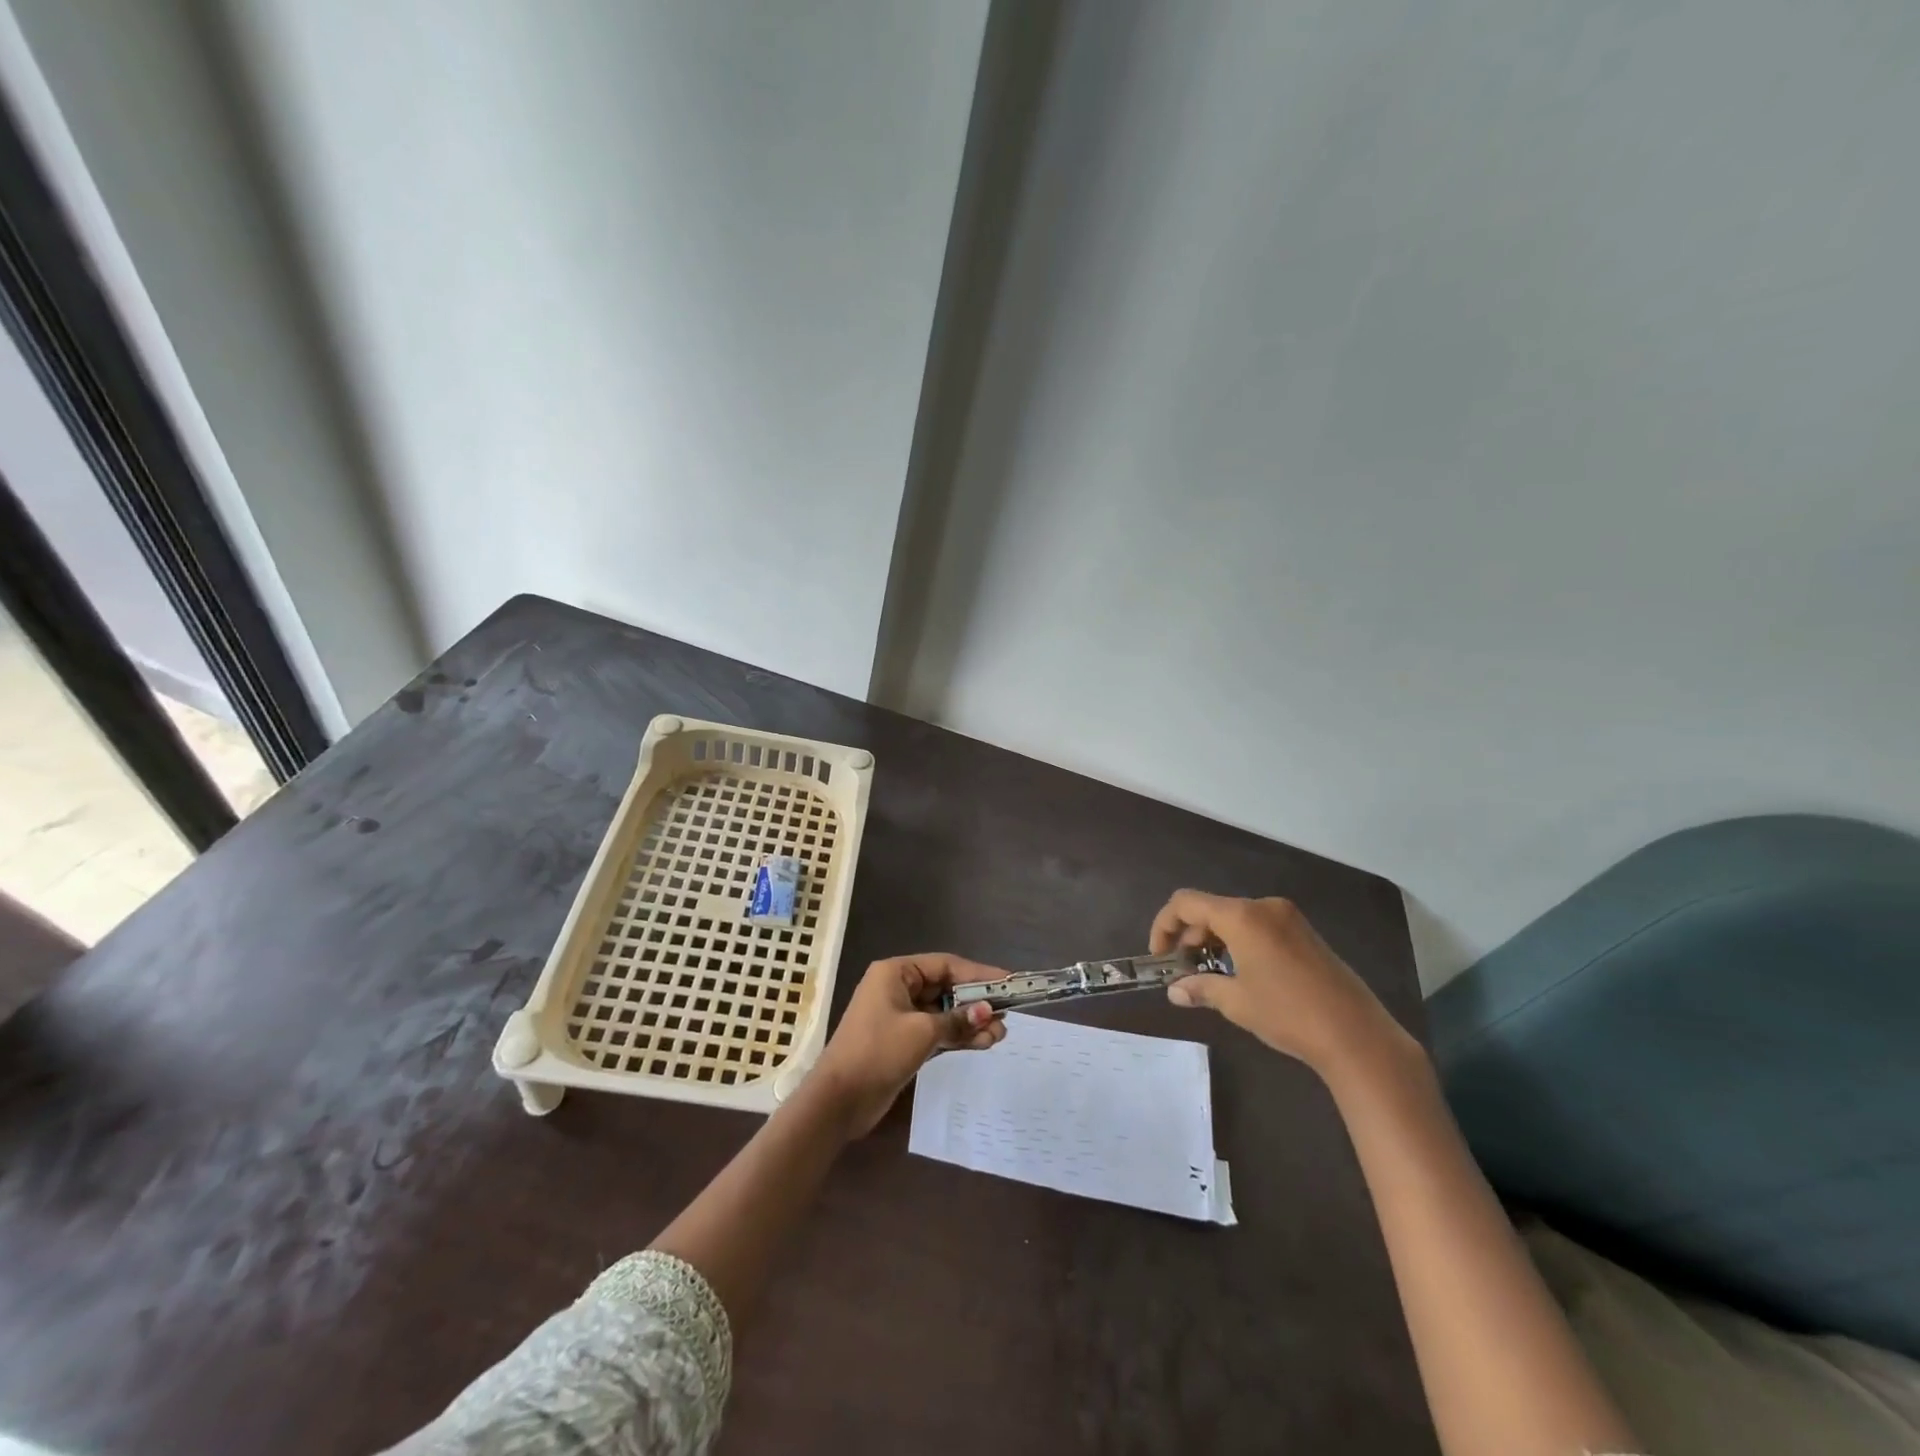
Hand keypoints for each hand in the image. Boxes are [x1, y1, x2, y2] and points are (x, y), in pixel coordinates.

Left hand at [809, 954, 1007, 1134]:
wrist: (839, 1101)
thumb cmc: (878, 1052)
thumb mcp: (922, 1032)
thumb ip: (958, 1020)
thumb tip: (988, 1012)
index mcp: (896, 973)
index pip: (945, 965)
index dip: (978, 973)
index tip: (1008, 982)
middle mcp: (898, 988)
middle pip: (946, 988)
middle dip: (976, 1002)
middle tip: (1006, 1015)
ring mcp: (899, 1016)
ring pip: (943, 1012)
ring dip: (970, 1022)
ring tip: (1000, 1035)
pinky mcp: (903, 1042)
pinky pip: (937, 1031)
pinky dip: (957, 1036)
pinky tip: (982, 1043)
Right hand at [1151, 890, 1402, 1074]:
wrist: (1357, 1035)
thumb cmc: (1288, 1014)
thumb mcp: (1237, 1003)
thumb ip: (1201, 989)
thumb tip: (1175, 991)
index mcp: (1242, 916)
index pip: (1186, 903)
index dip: (1164, 925)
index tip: (1160, 956)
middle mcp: (1263, 907)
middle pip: (1211, 909)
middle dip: (1189, 935)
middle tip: (1182, 971)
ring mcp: (1287, 917)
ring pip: (1234, 917)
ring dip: (1213, 940)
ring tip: (1208, 975)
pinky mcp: (1304, 932)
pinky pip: (1257, 926)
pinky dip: (1238, 942)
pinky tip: (1240, 973)